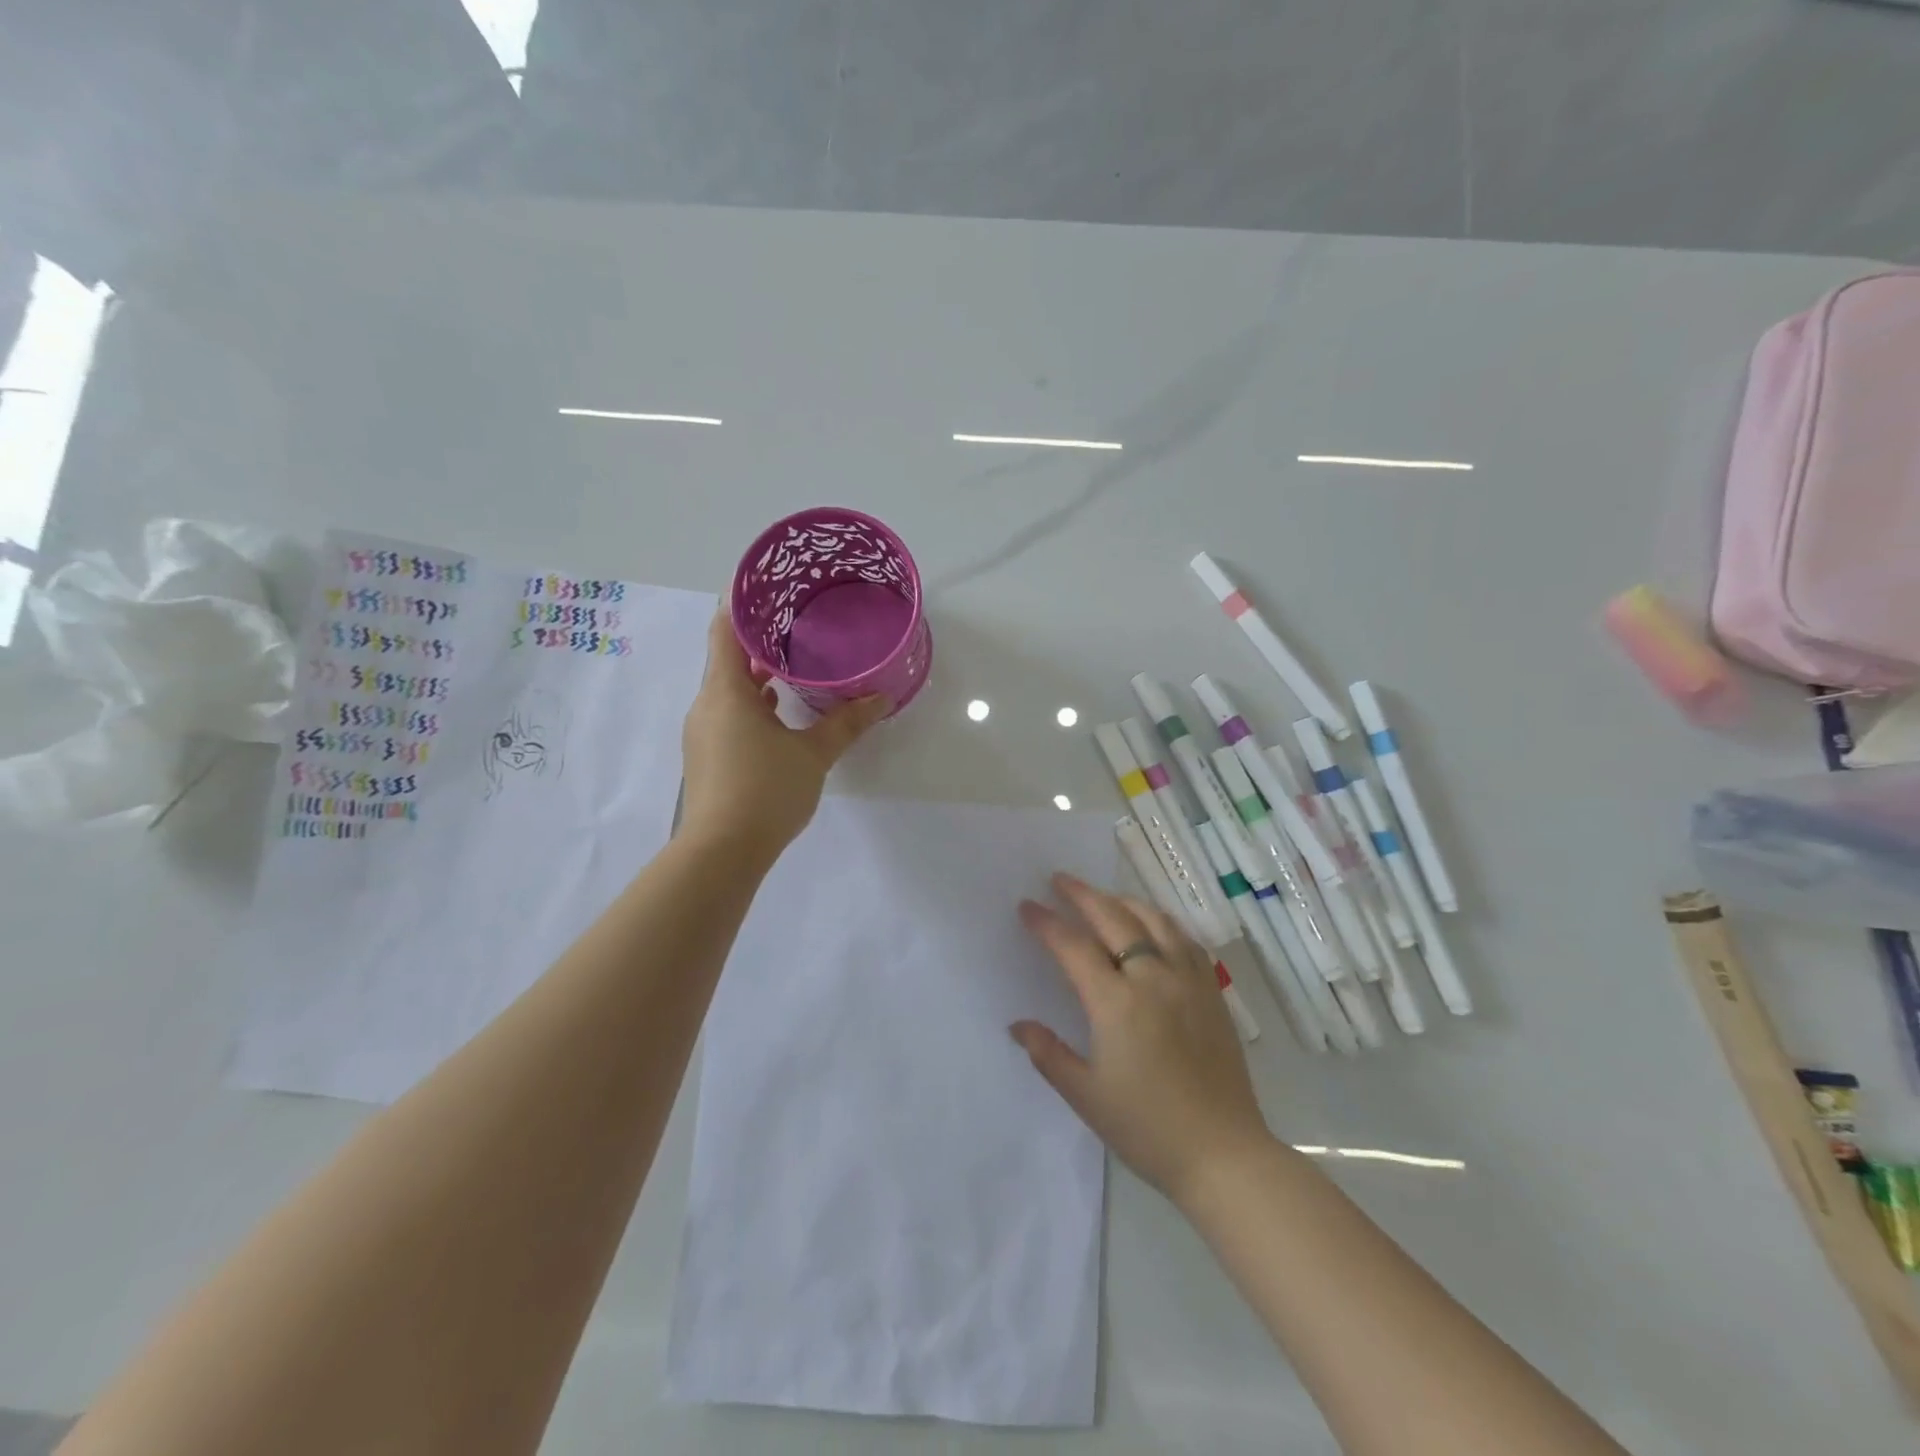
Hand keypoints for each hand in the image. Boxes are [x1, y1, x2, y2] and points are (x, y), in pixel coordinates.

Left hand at [679, 609, 888, 861]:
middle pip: (726, 658)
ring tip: (794, 664)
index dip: (742, 603)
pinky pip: (729, 714)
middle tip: (796, 623)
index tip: (768, 585)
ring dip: (757, 676)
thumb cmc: (765, 791)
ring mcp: (704, 732)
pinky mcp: (708, 756)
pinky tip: (781, 713)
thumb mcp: (813, 754)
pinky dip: (752, 705)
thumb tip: (881, 698)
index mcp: (727, 692)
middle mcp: (707, 705)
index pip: (725, 630)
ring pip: (729, 689)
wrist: (722, 852)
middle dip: (759, 640)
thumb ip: (846, 723)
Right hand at [1013, 874, 1271, 1205]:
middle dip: (1082, 895)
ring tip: (1103, 897)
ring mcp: (1188, 981)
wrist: (1224, 1154)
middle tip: (1059, 879)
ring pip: (1155, 921)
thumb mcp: (1086, 1096)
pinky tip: (1155, 926)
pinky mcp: (1212, 992)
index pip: (1074, 947)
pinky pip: (1185, 940)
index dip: (1047, 923)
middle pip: (1114, 919)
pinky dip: (1162, 922)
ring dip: (1123, 901)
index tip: (1027, 906)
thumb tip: (1017, 1025)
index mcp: (1117, 1003)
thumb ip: (1049, 1054)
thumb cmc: (1147, 1128)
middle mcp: (1153, 979)